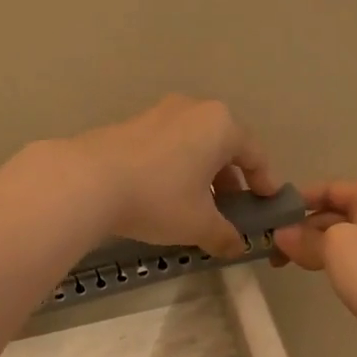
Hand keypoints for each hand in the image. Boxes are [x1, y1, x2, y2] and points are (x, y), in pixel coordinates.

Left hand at [64, 95, 279, 257]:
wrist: (88, 181)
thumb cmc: (159, 198)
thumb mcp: (199, 224)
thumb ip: (225, 235)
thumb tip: (237, 247)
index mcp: (221, 125)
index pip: (255, 155)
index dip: (265, 183)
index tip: (267, 204)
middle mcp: (193, 110)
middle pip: (224, 147)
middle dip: (231, 180)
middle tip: (232, 210)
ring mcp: (159, 113)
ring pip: (194, 146)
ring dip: (202, 175)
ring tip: (199, 207)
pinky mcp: (131, 124)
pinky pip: (168, 147)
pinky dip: (177, 169)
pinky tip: (167, 196)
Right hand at [273, 182, 356, 351]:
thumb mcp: (334, 245)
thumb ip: (304, 237)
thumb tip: (281, 234)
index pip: (334, 188)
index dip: (302, 198)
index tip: (274, 214)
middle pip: (339, 213)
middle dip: (305, 227)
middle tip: (275, 247)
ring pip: (345, 237)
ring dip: (316, 246)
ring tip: (289, 262)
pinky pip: (356, 257)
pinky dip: (333, 260)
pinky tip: (318, 271)